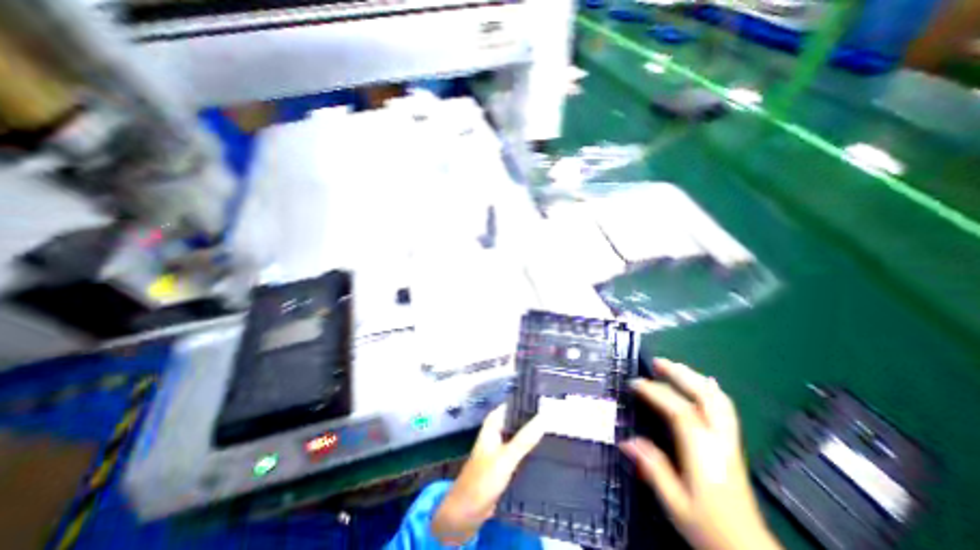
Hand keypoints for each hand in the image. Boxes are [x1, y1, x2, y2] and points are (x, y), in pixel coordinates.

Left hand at [433, 407, 547, 543]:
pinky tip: (550, 451)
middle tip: (560, 419)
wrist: (467, 513)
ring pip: (523, 434)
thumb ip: (524, 439)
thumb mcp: (506, 458)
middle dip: (537, 419)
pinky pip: (523, 449)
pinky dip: (533, 449)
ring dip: (536, 435)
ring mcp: (503, 445)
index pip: (515, 404)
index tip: (552, 402)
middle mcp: (499, 429)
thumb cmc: (482, 480)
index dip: (532, 403)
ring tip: (559, 432)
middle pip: (520, 419)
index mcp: (495, 422)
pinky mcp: (507, 460)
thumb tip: (545, 417)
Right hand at [624, 360, 786, 548]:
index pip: (679, 410)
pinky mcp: (731, 443)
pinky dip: (709, 389)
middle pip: (705, 396)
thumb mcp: (674, 502)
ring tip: (674, 367)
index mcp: (702, 452)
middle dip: (679, 374)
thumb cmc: (709, 526)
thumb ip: (652, 468)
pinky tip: (701, 384)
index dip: (655, 392)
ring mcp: (728, 440)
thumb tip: (626, 441)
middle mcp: (718, 440)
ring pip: (717, 399)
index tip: (634, 383)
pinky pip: (724, 407)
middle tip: (657, 362)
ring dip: (694, 377)